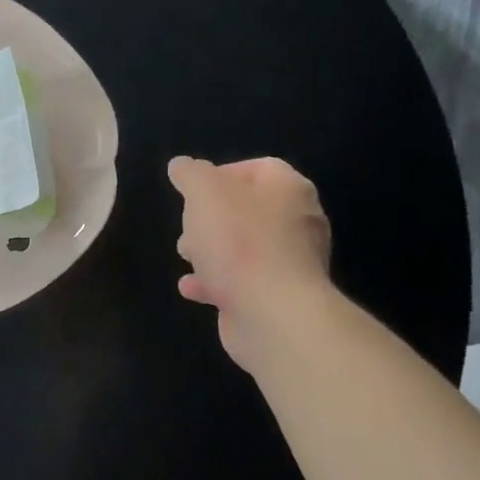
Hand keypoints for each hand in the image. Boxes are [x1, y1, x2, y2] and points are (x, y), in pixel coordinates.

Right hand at [168, 156, 332, 372]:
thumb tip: (182, 166)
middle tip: (188, 226)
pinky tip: (193, 289)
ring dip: (211, 250)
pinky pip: (243, 282)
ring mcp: (291, 264)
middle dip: (211, 217)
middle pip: (249, 209)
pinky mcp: (279, 298)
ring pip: (245, 247)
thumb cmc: (240, 241)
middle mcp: (298, 222)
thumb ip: (190, 174)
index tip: (193, 190)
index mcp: (289, 189)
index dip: (222, 173)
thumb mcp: (204, 191)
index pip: (259, 168)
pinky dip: (217, 282)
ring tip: (186, 257)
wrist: (273, 314)